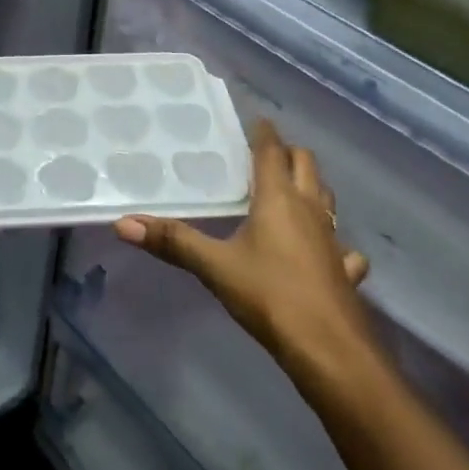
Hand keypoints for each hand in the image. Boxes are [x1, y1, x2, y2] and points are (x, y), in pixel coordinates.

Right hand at [115, 120, 381, 405]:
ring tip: (291, 190)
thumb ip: (173, 242)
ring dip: (311, 187)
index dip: (264, 134)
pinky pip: (343, 246)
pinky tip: (325, 251)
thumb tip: (124, 222)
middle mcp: (310, 210)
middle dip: (289, 154)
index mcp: (279, 199)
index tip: (257, 120)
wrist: (330, 350)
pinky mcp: (344, 271)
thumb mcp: (215, 267)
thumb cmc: (271, 296)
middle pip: (306, 166)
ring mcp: (333, 241)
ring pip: (326, 200)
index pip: (272, 152)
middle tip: (266, 153)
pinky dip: (334, 241)